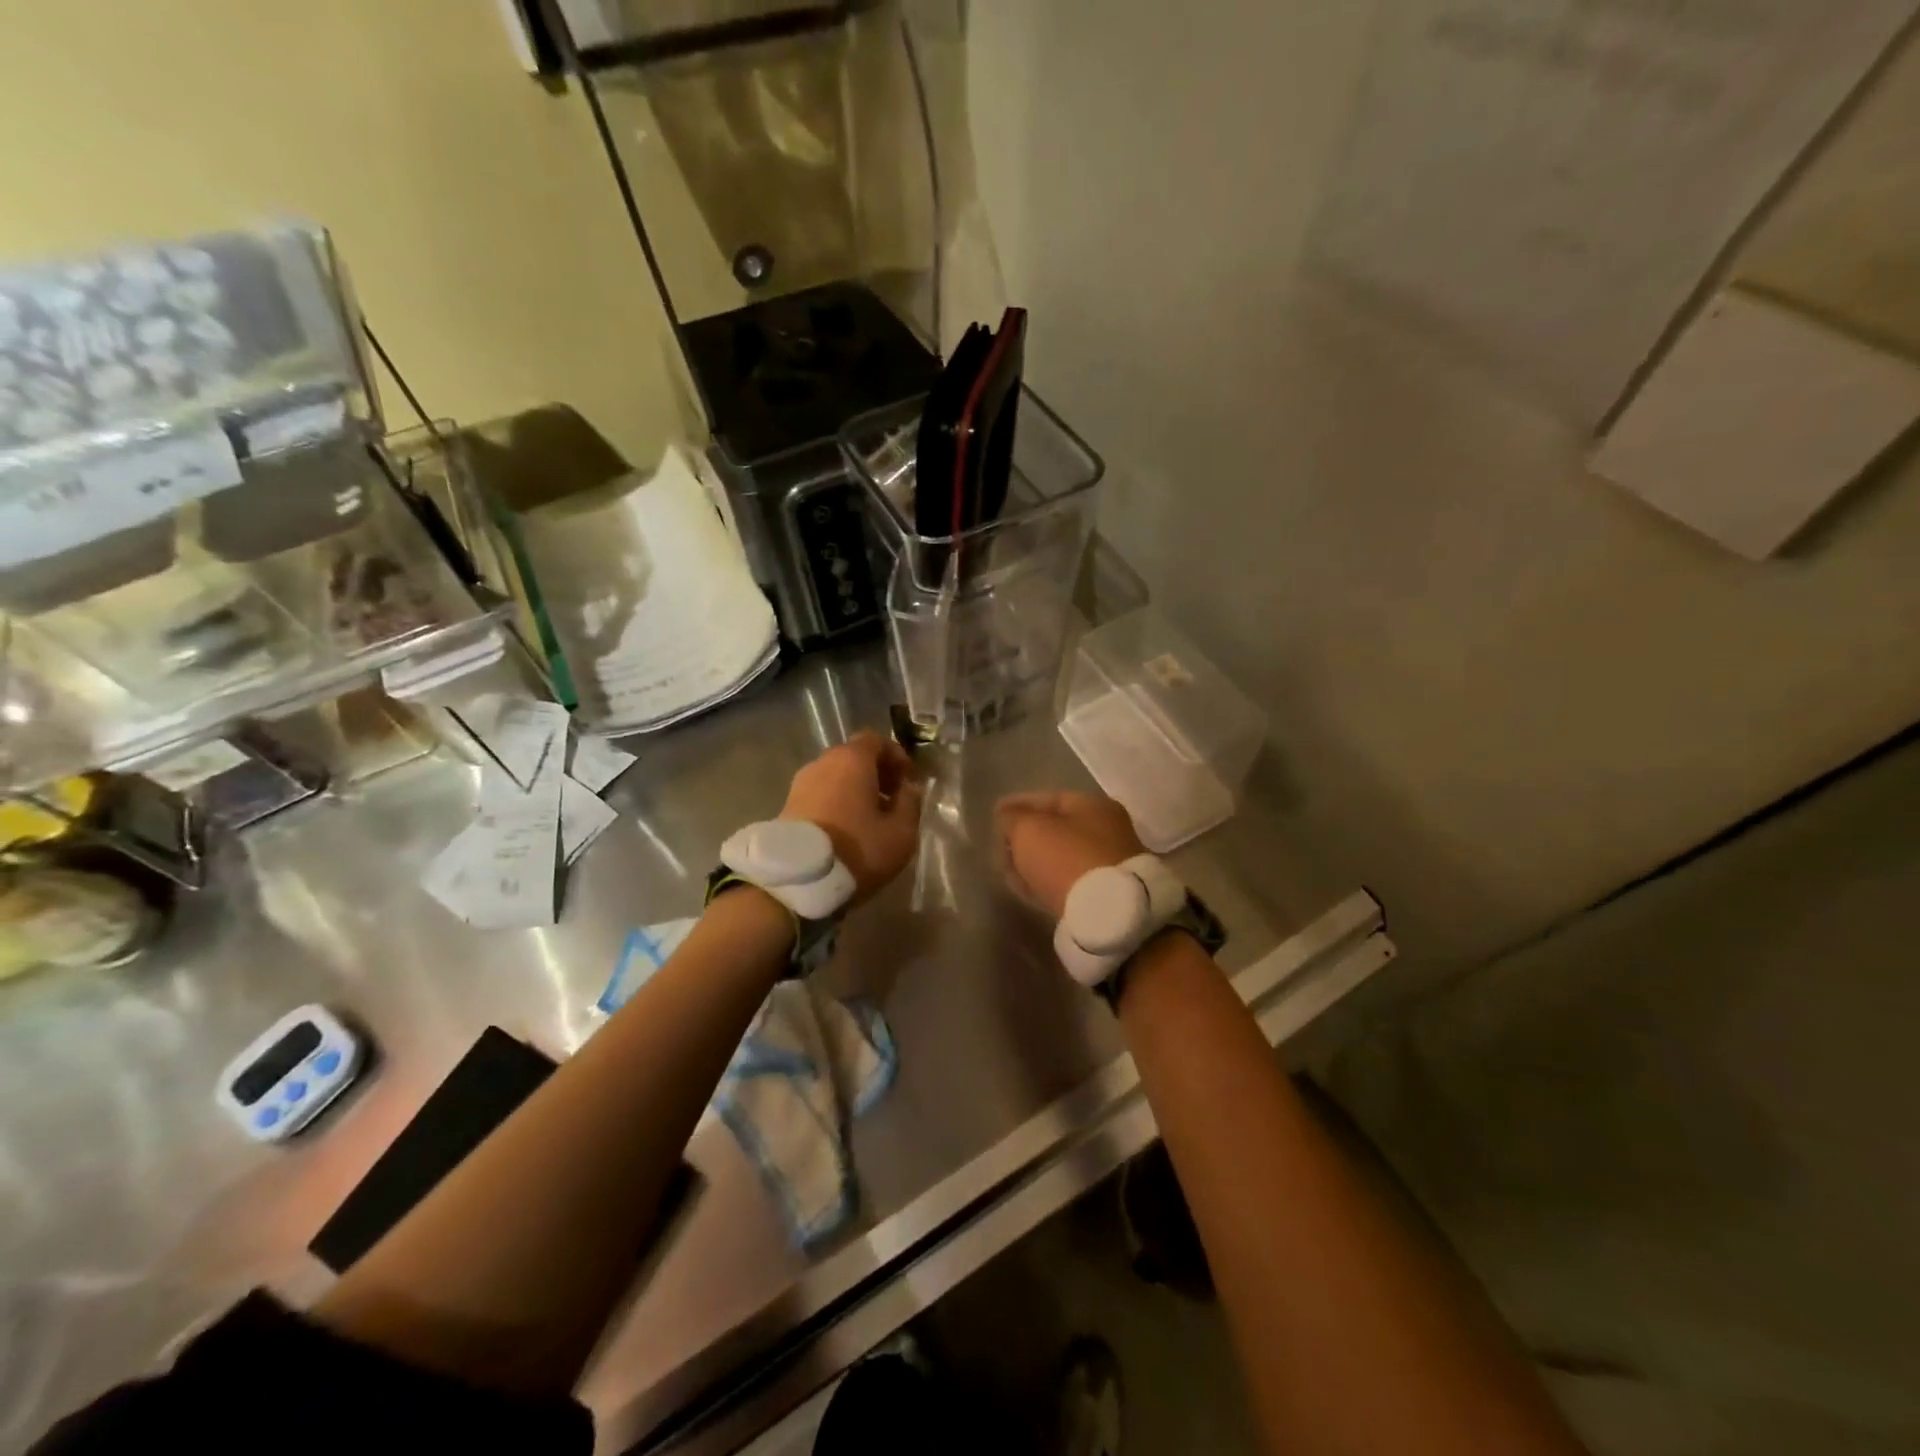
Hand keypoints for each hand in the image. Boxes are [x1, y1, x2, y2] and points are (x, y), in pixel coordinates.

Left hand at [781, 732, 925, 903]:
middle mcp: (822, 763)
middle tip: (894, 800)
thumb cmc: (857, 850)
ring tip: (872, 820)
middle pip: (854, 757)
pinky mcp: (787, 807)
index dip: (897, 757)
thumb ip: (910, 803)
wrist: (798, 881)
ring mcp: (800, 784)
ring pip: (836, 777)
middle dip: (878, 774)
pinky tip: (848, 831)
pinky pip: (821, 794)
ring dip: (856, 790)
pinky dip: (838, 803)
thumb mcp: (901, 832)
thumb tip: (909, 787)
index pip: (876, 740)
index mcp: (851, 760)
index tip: (911, 781)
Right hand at [996, 791, 1146, 918]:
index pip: (1048, 799)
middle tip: (1001, 846)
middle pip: (1056, 829)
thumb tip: (1006, 816)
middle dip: (1026, 837)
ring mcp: (1108, 864)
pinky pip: (1067, 881)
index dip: (1018, 805)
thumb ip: (1012, 818)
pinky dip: (1047, 881)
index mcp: (1093, 805)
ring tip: (1010, 871)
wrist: (1107, 912)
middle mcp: (1107, 830)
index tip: (995, 814)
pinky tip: (1028, 888)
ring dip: (1035, 862)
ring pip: (1061, 857)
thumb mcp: (1028, 830)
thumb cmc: (1066, 858)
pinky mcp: (1105, 894)